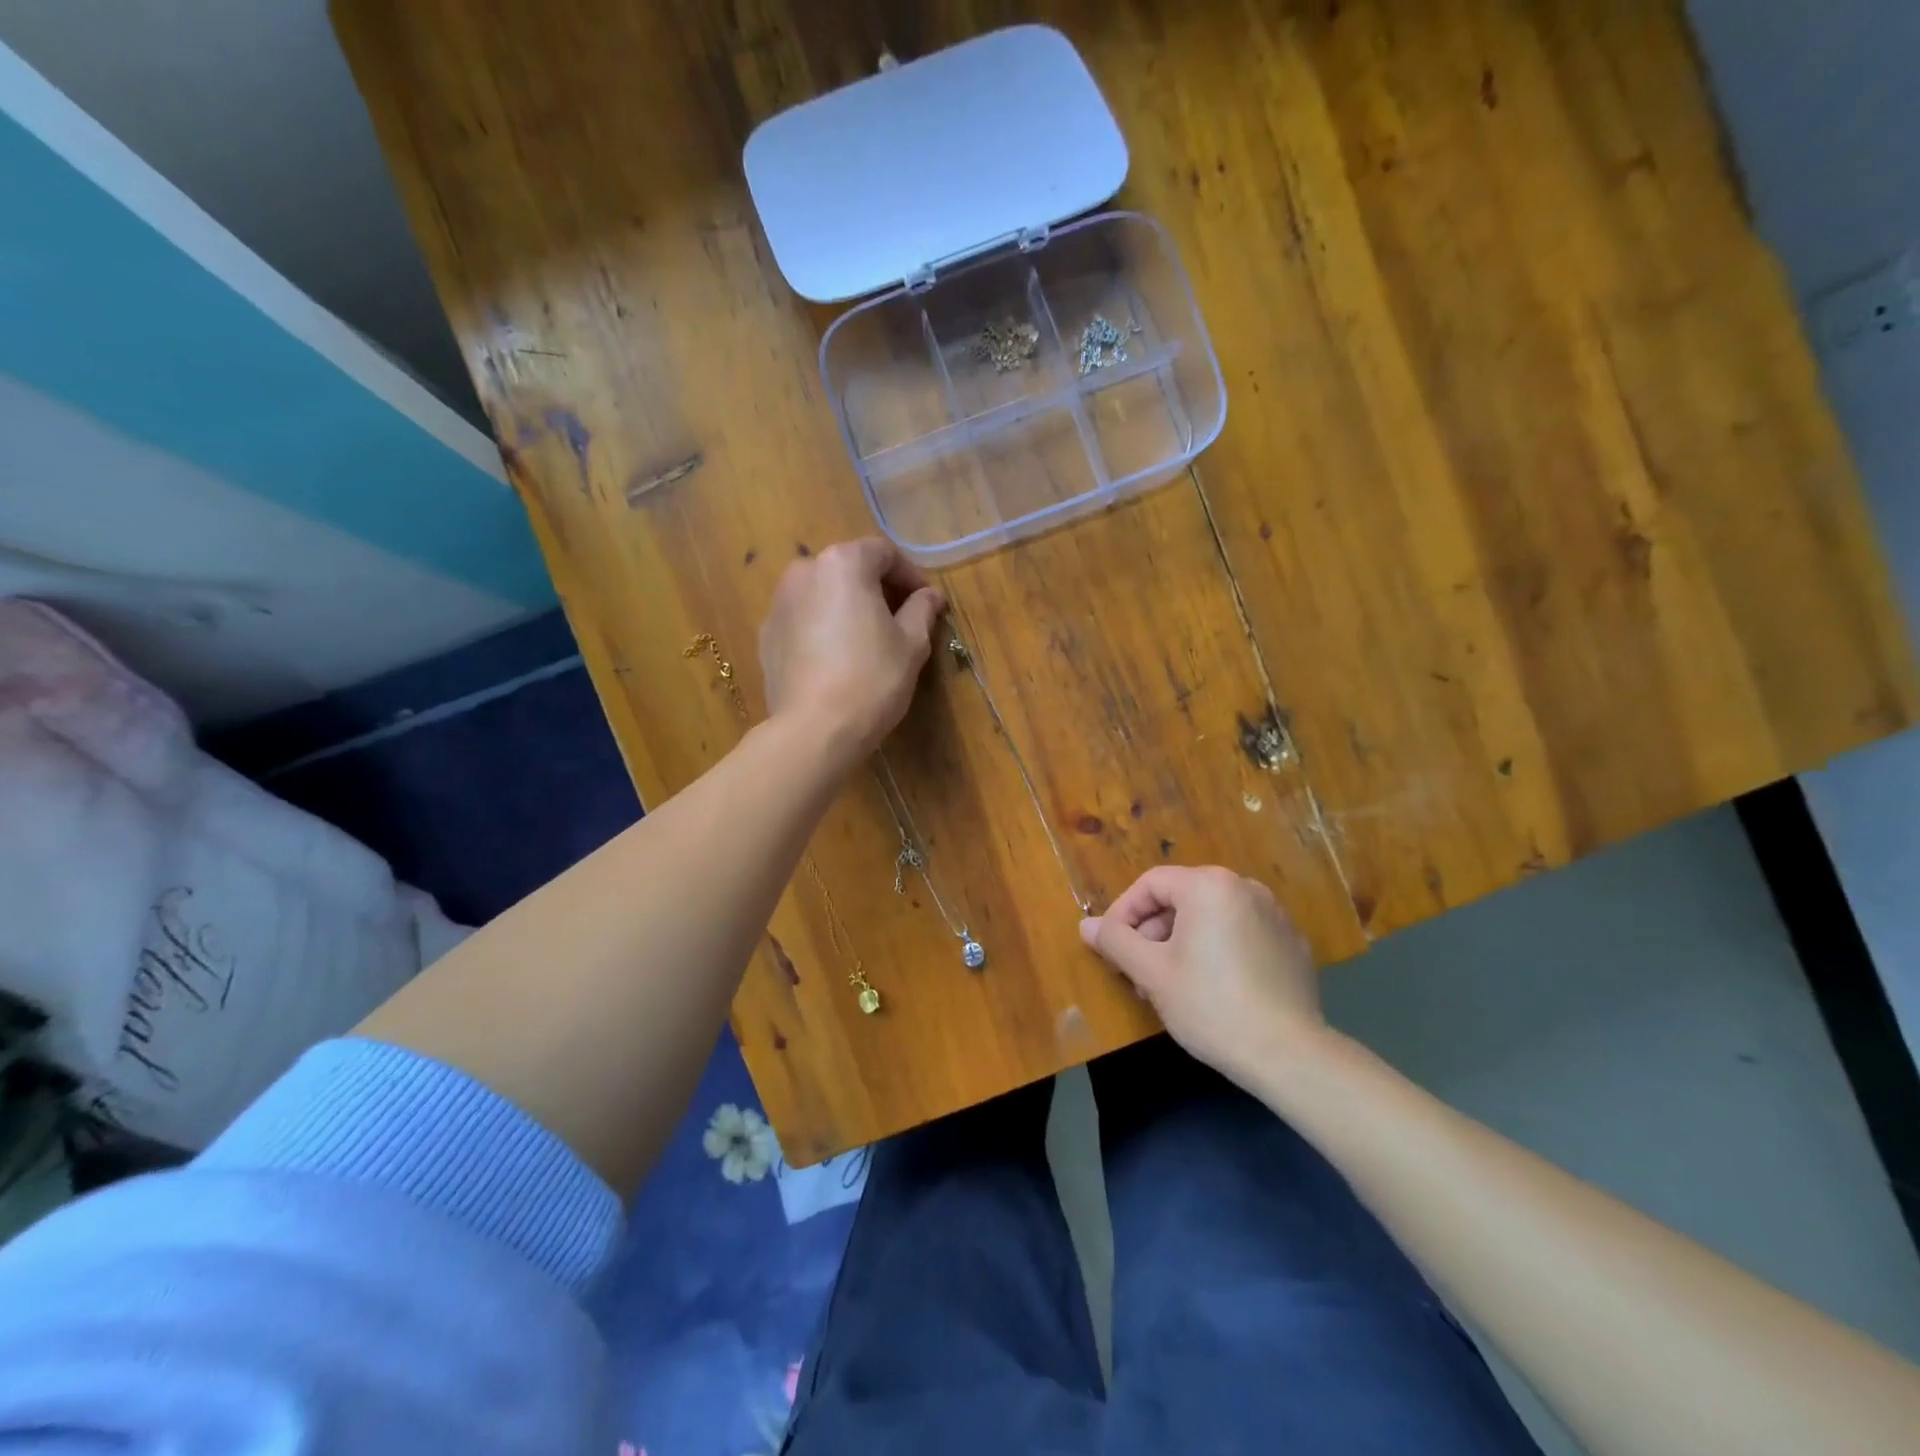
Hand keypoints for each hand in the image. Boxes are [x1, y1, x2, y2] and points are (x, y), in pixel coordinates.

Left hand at [759, 538, 944, 769]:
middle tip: (900, 619)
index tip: (926, 603)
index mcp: (843, 564)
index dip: (910, 575)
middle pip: (849, 568)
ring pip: (822, 593)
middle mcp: (804, 572)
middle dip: (876, 588)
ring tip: (867, 639)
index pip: (883, 553)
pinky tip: (836, 658)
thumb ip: (921, 610)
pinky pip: (803, 619)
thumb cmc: (872, 679)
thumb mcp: (911, 644)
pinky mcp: (766, 635)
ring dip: (847, 606)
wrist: (814, 729)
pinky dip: (822, 627)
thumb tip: (930, 596)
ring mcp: (779, 603)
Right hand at [1079, 865, 1327, 1085]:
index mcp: (1209, 886)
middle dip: (1152, 933)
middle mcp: (1245, 887)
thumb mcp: (1151, 973)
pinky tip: (1212, 990)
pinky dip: (1217, 951)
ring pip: (1210, 918)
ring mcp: (1274, 915)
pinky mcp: (1291, 944)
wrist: (1289, 1055)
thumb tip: (1086, 926)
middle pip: (1181, 899)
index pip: (1151, 884)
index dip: (1123, 913)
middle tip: (1139, 974)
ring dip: (1181, 944)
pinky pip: (1240, 934)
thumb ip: (1115, 941)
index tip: (1111, 947)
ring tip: (1170, 986)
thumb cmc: (1210, 1005)